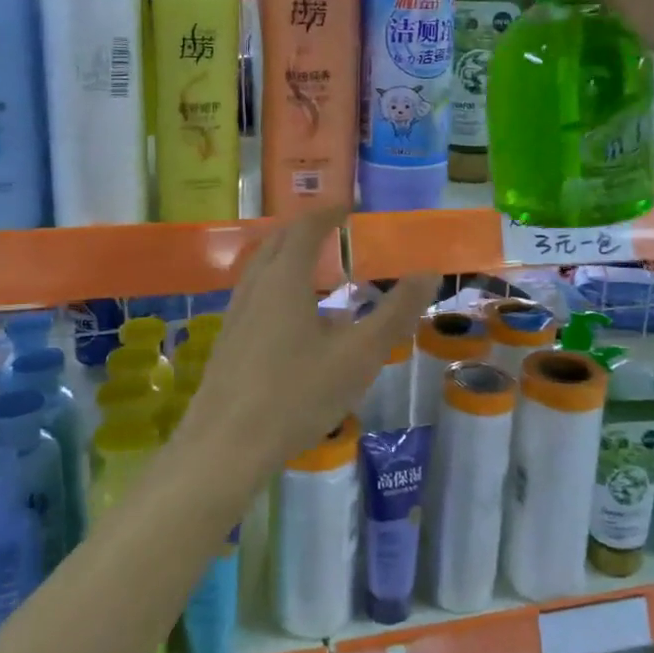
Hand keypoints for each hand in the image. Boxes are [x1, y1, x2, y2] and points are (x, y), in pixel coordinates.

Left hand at [172, 205, 434, 483]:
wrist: (225, 447)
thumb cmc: (296, 395)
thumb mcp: (359, 355)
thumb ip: (396, 313)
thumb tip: (429, 272)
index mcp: (284, 279)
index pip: (306, 228)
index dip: (328, 212)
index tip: (349, 205)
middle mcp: (255, 287)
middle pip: (277, 242)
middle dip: (305, 229)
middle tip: (332, 229)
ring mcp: (235, 315)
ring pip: (261, 268)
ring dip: (287, 256)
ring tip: (314, 268)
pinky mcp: (227, 342)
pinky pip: (254, 294)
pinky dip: (276, 284)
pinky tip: (291, 318)